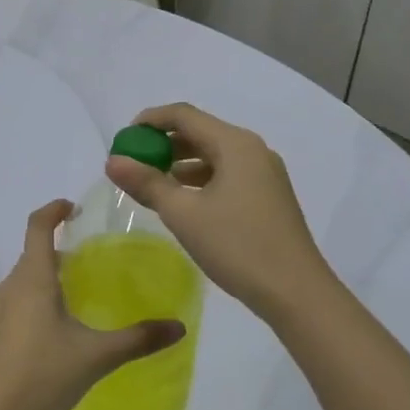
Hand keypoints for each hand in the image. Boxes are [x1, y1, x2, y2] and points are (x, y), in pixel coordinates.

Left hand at [0, 200, 184, 409]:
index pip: (37, 226)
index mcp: (33, 279)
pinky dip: (38, 300)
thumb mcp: (96, 356)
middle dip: (60, 250)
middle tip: (92, 260)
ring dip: (49, 277)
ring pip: (25, 280)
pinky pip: (18, 302)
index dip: (53, 210)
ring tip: (79, 294)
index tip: (73, 207)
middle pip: (33, 254)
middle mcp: (11, 286)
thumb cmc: (43, 375)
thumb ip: (138, 339)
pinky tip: (57, 329)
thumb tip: (179, 327)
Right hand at [105, 103, 329, 323]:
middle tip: (133, 163)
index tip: (123, 140)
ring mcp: (264, 173)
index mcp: (234, 144)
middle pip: (199, 132)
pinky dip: (199, 179)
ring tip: (152, 184)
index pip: (183, 115)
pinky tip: (183, 202)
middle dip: (163, 143)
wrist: (297, 293)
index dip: (149, 121)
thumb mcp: (183, 214)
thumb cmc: (237, 246)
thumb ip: (146, 183)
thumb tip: (112, 161)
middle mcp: (252, 150)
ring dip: (179, 163)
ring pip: (213, 154)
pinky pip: (226, 173)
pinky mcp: (268, 195)